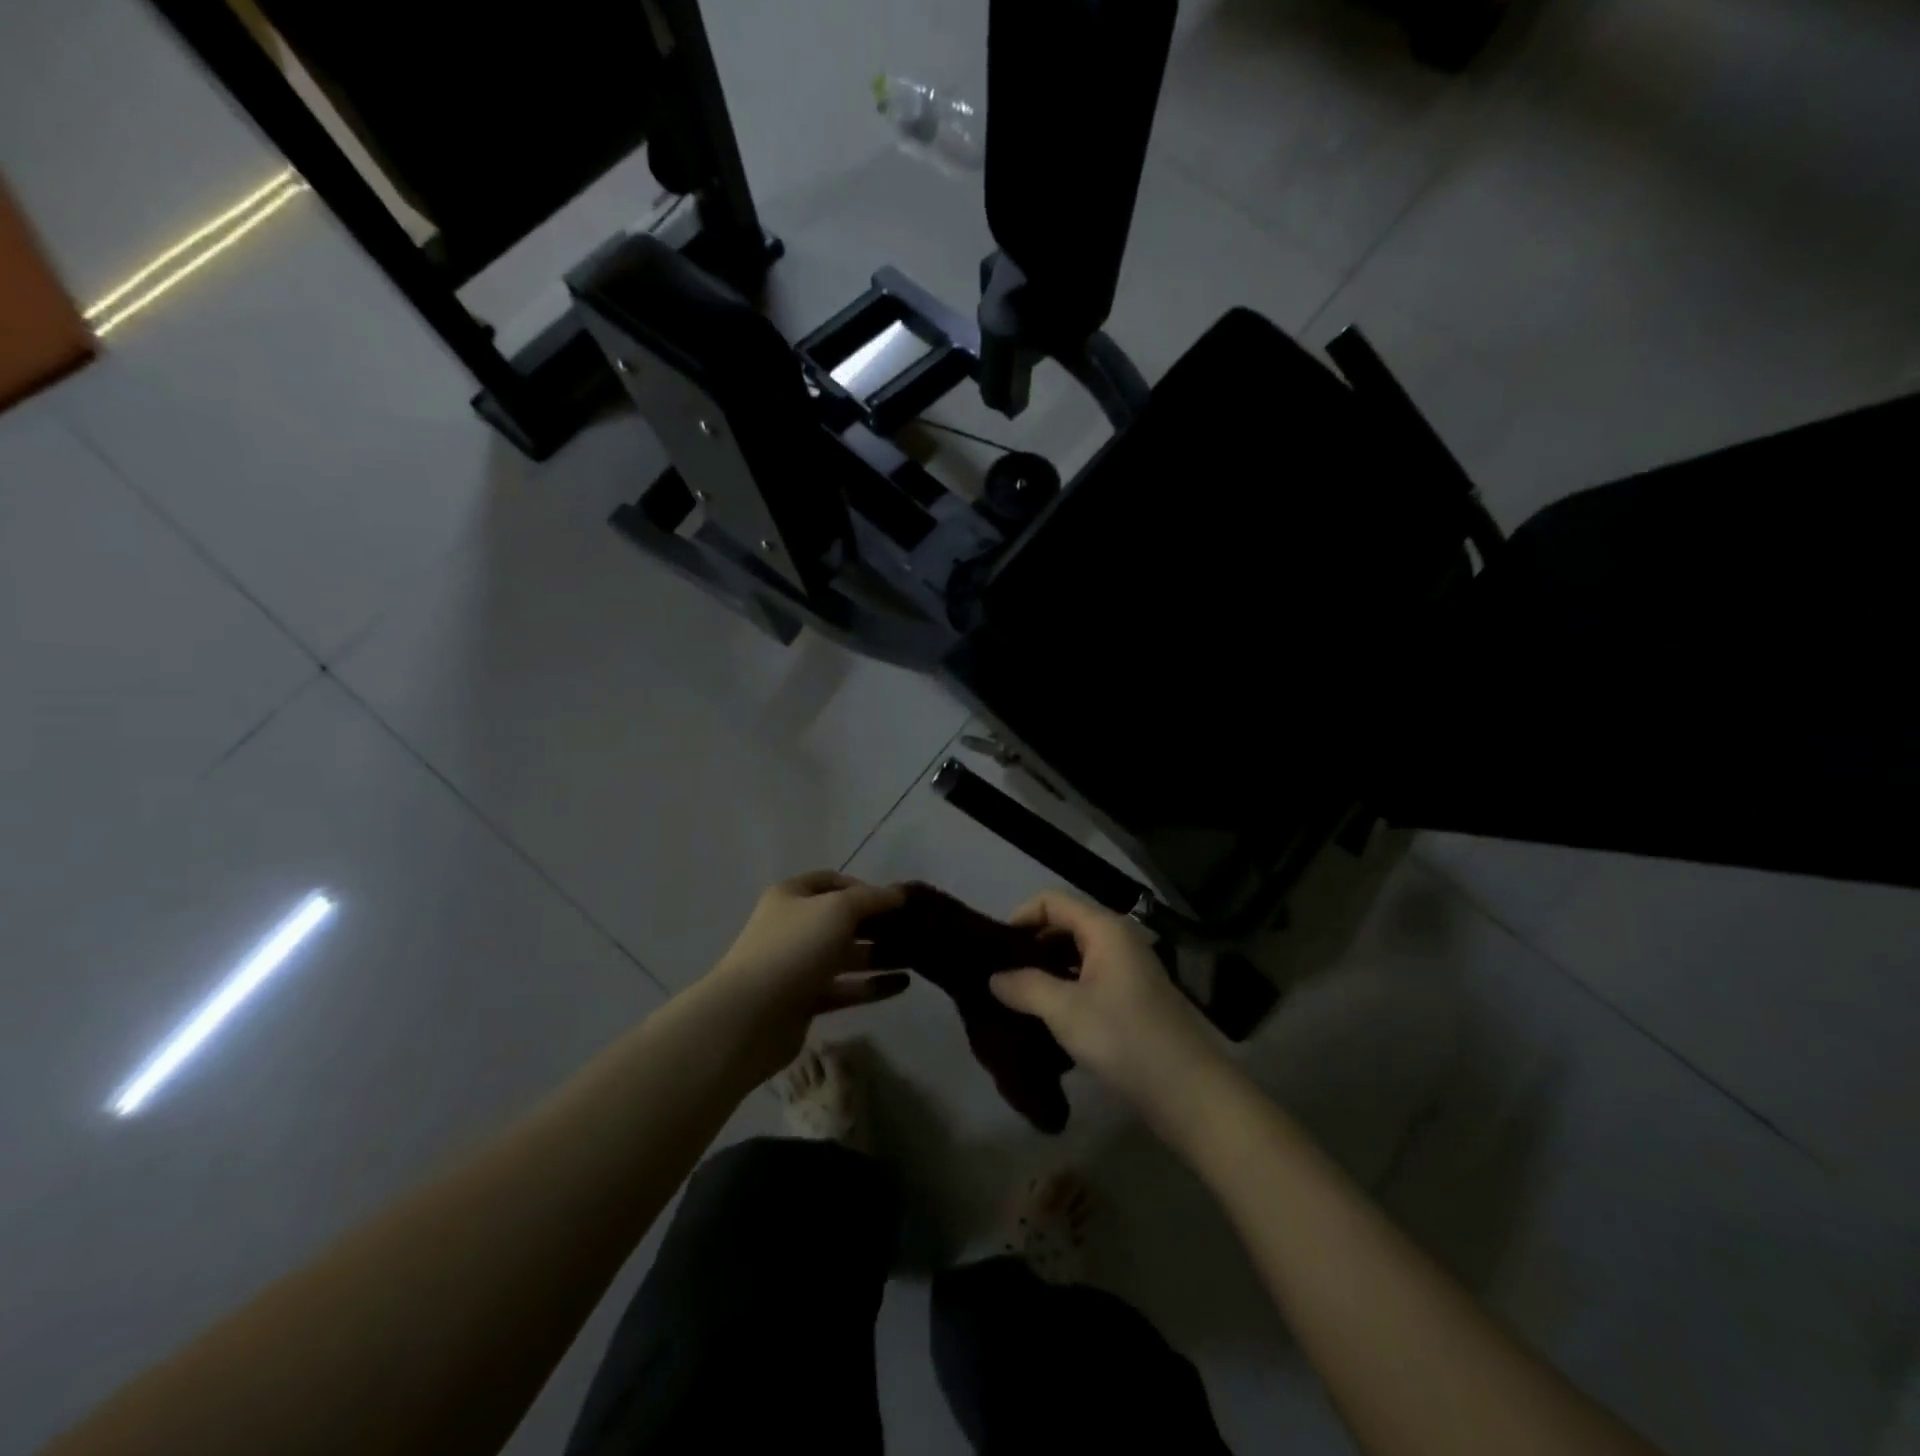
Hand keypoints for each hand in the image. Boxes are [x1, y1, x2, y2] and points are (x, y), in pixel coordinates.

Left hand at [697, 872, 908, 1081]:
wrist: (749, 1017)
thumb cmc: (794, 948)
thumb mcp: (838, 910)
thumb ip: (873, 899)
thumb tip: (900, 893)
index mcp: (792, 896)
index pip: (833, 881)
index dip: (864, 887)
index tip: (895, 901)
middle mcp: (794, 926)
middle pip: (843, 919)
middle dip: (878, 923)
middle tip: (915, 930)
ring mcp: (798, 965)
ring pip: (847, 955)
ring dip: (881, 955)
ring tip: (918, 957)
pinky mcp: (805, 1000)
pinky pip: (846, 988)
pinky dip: (872, 986)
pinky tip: (904, 984)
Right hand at [990, 891, 1229, 1131]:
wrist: (1187, 1090)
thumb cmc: (1123, 1037)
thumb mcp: (1065, 1010)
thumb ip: (1025, 987)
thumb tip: (995, 977)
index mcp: (1105, 929)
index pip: (1052, 901)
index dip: (1021, 917)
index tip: (996, 950)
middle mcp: (1119, 939)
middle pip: (1066, 925)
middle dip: (1032, 945)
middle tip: (1003, 975)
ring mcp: (1130, 969)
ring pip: (1078, 954)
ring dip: (1048, 970)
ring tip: (1019, 997)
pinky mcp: (1134, 997)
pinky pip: (1091, 978)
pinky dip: (1067, 987)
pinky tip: (1049, 1016)